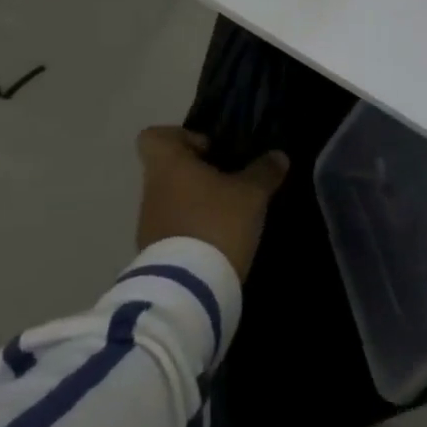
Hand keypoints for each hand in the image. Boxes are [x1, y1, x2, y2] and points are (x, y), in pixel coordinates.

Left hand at [135, 126, 288, 280]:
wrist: (189, 289)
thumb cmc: (217, 223)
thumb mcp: (251, 194)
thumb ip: (264, 171)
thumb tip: (278, 156)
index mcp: (168, 165)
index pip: (153, 137)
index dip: (180, 137)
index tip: (209, 150)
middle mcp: (152, 191)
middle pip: (168, 170)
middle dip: (198, 174)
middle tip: (229, 183)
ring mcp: (148, 225)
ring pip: (171, 201)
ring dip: (196, 204)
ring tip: (229, 215)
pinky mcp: (154, 255)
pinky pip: (173, 230)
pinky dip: (192, 230)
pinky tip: (219, 241)